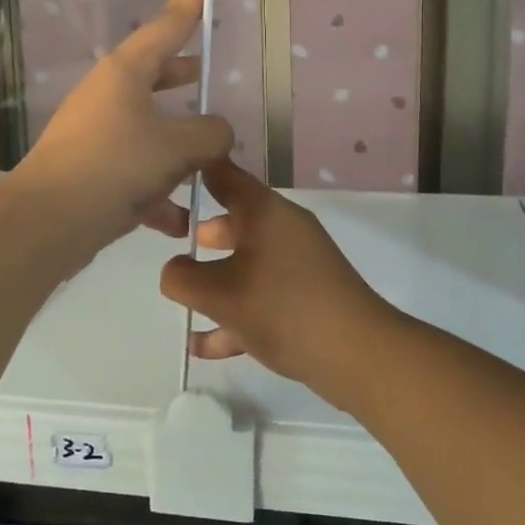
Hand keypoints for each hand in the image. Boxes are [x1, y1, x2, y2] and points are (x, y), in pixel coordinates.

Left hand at [14, 0, 233, 246]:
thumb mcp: (176, 146)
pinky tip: (183, 220)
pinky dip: (159, 190)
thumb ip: (210, 133)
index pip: (171, 20)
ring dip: (179, 142)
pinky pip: (136, 171)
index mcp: (127, 70)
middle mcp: (110, 93)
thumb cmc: (114, 166)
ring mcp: (98, 130)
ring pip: (150, 125)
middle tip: (212, 72)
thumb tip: (217, 132)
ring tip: (213, 159)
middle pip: (157, 72)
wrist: (46, 222)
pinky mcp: (92, 169)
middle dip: (186, 74)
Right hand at [159, 159, 401, 403]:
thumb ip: (183, 278)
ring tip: (183, 298)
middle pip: (236, 220)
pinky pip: (262, 297)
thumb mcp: (219, 294)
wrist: (358, 355)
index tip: (166, 173)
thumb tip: (174, 270)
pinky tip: (204, 345)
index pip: (224, 174)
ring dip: (215, 279)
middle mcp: (283, 228)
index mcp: (264, 211)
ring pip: (247, 262)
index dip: (195, 169)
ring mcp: (299, 264)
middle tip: (172, 242)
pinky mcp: (308, 298)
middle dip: (203, 233)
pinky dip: (235, 313)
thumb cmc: (282, 308)